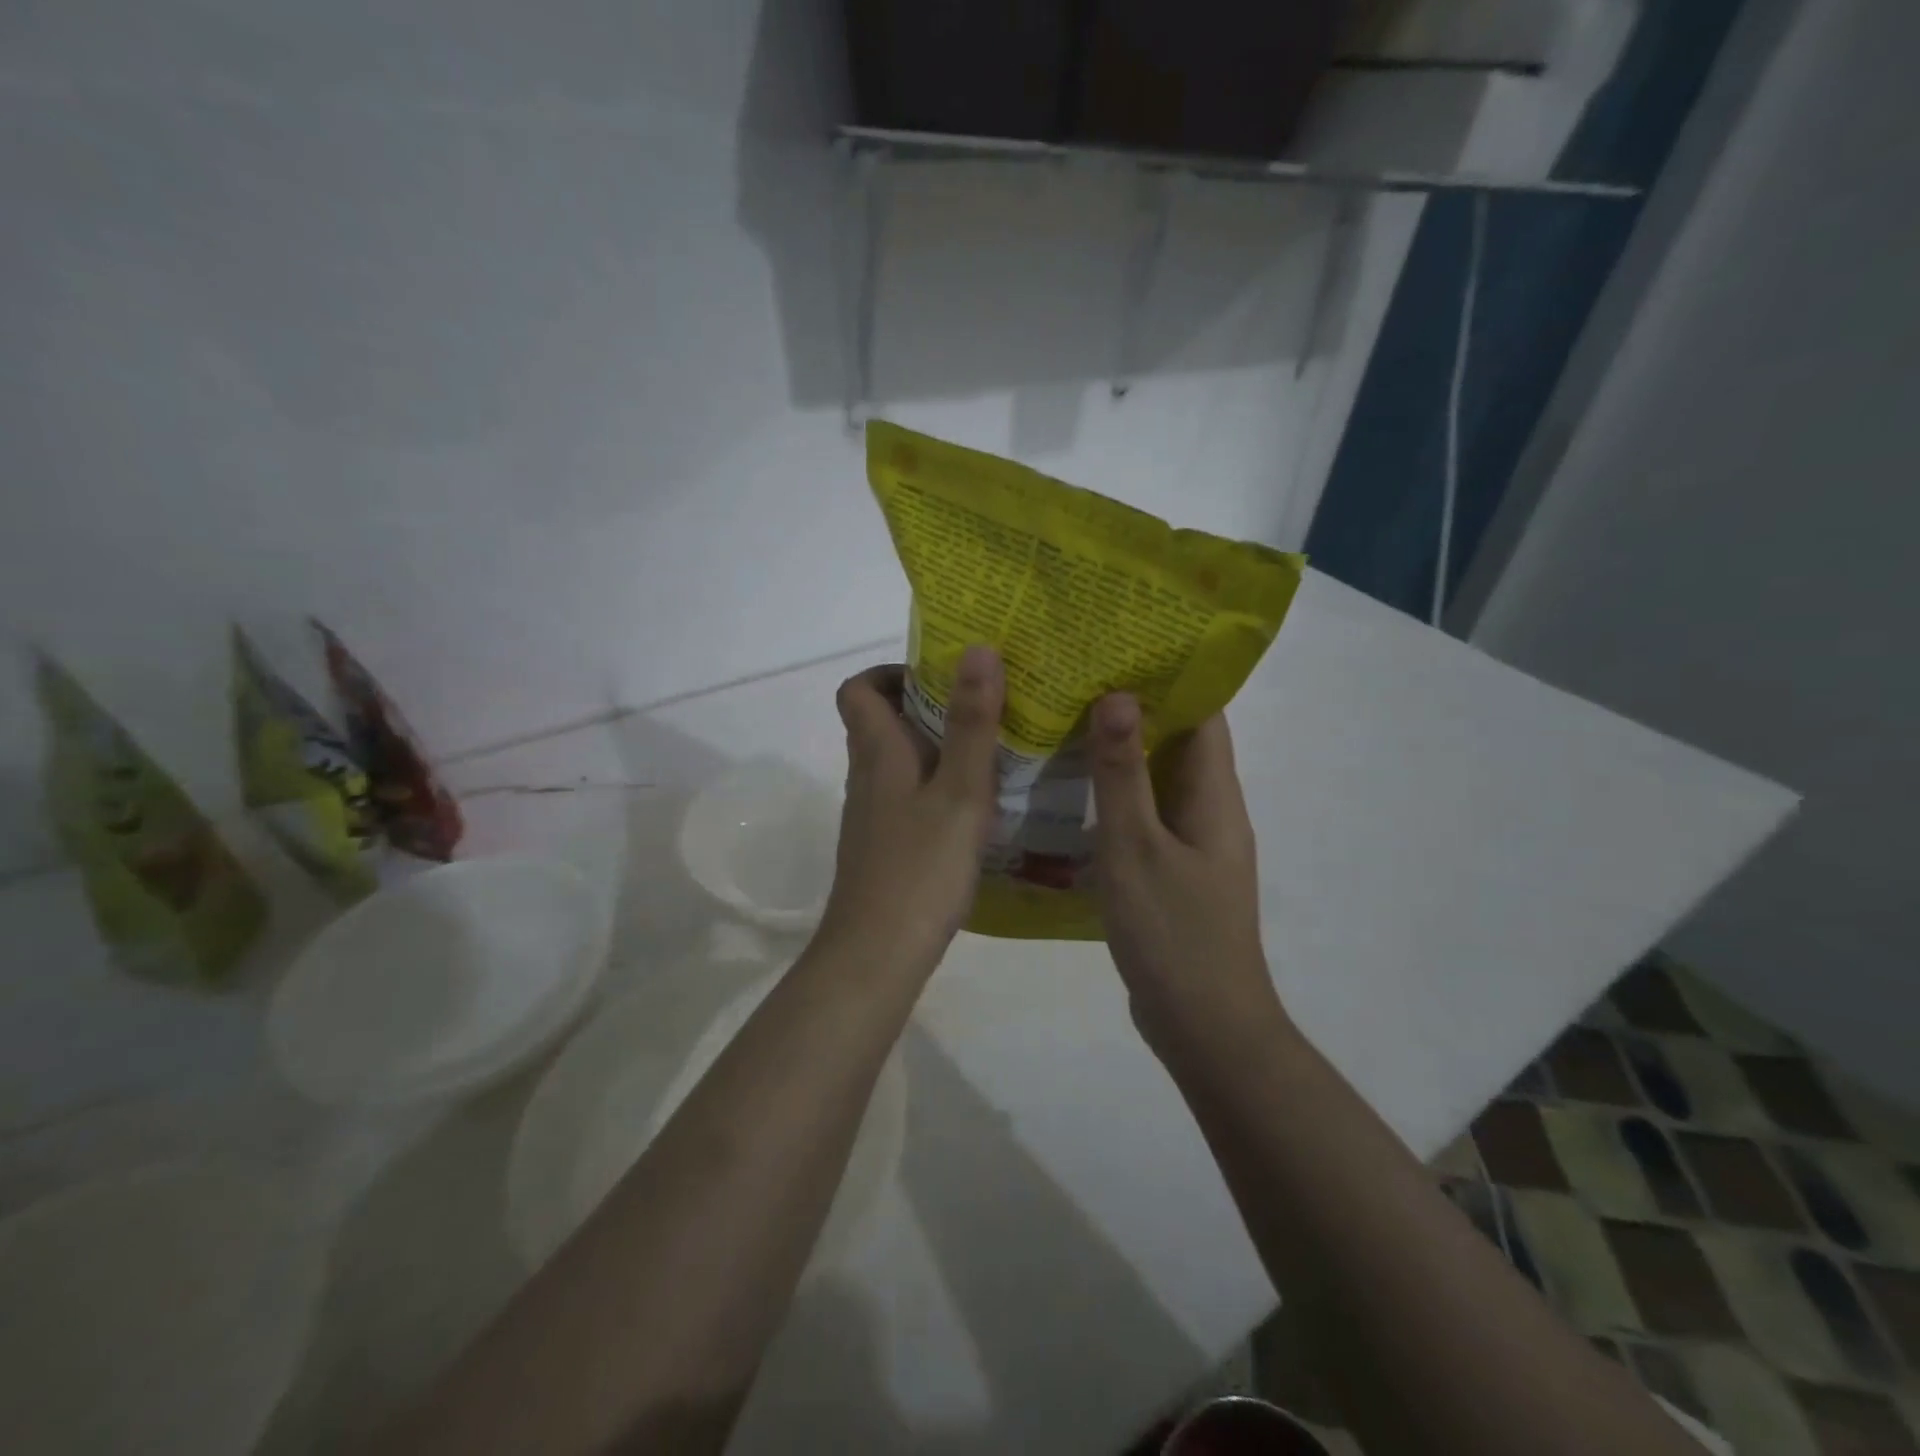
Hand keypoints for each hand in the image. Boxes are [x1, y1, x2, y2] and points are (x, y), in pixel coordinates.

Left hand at [821, 646, 1005, 978]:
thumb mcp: (960, 791)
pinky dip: (937, 786)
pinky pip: (908, 796)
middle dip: (928, 706)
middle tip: (984, 708)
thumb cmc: (920, 867)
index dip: (891, 672)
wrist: (877, 953)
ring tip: (992, 751)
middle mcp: (867, 777)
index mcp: (878, 753)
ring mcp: (873, 815)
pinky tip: (976, 807)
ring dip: (936, 747)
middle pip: (882, 722)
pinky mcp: (884, 846)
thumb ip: (972, 723)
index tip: (941, 675)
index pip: (858, 689)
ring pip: (898, 761)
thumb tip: (978, 649)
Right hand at [1089, 696, 1286, 1055]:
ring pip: (1156, 778)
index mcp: (1214, 794)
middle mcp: (1209, 808)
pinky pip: (1143, 814)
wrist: (1203, 1024)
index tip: (1121, 642)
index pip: (1203, 712)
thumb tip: (1119, 695)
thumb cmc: (1173, 932)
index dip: (1170, 673)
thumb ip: (1124, 773)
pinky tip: (1069, 790)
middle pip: (1178, 740)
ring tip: (1064, 718)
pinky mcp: (1170, 869)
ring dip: (1120, 749)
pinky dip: (1114, 793)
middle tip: (1076, 674)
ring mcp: (1191, 841)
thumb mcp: (1137, 847)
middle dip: (1135, 705)